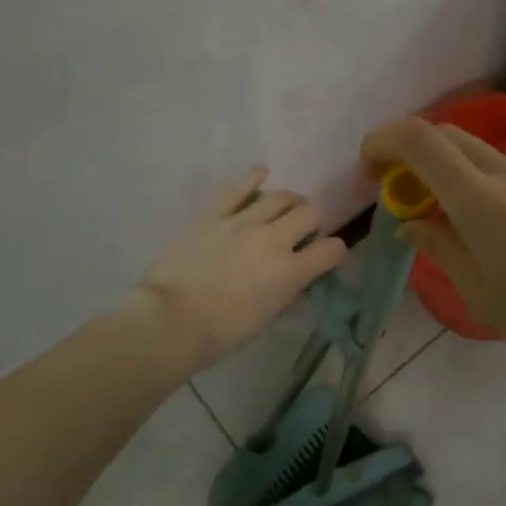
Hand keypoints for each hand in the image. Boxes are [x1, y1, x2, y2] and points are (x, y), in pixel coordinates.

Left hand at [128, 168, 348, 369]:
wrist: (170, 320)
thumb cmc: (221, 331)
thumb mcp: (266, 319)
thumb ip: (287, 294)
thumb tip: (298, 282)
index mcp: (290, 271)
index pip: (331, 250)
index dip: (336, 251)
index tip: (329, 255)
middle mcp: (274, 239)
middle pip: (310, 213)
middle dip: (314, 221)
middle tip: (304, 230)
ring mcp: (243, 222)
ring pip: (280, 196)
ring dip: (289, 202)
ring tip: (285, 208)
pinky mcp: (215, 213)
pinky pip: (239, 187)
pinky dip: (254, 177)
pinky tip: (261, 174)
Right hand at [360, 117, 505, 373]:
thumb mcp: (479, 292)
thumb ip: (440, 247)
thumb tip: (410, 225)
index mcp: (480, 199)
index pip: (420, 139)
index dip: (384, 141)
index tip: (368, 169)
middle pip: (445, 134)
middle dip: (409, 151)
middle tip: (394, 191)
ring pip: (473, 150)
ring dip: (441, 165)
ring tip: (431, 211)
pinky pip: (498, 168)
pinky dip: (469, 178)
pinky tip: (473, 221)